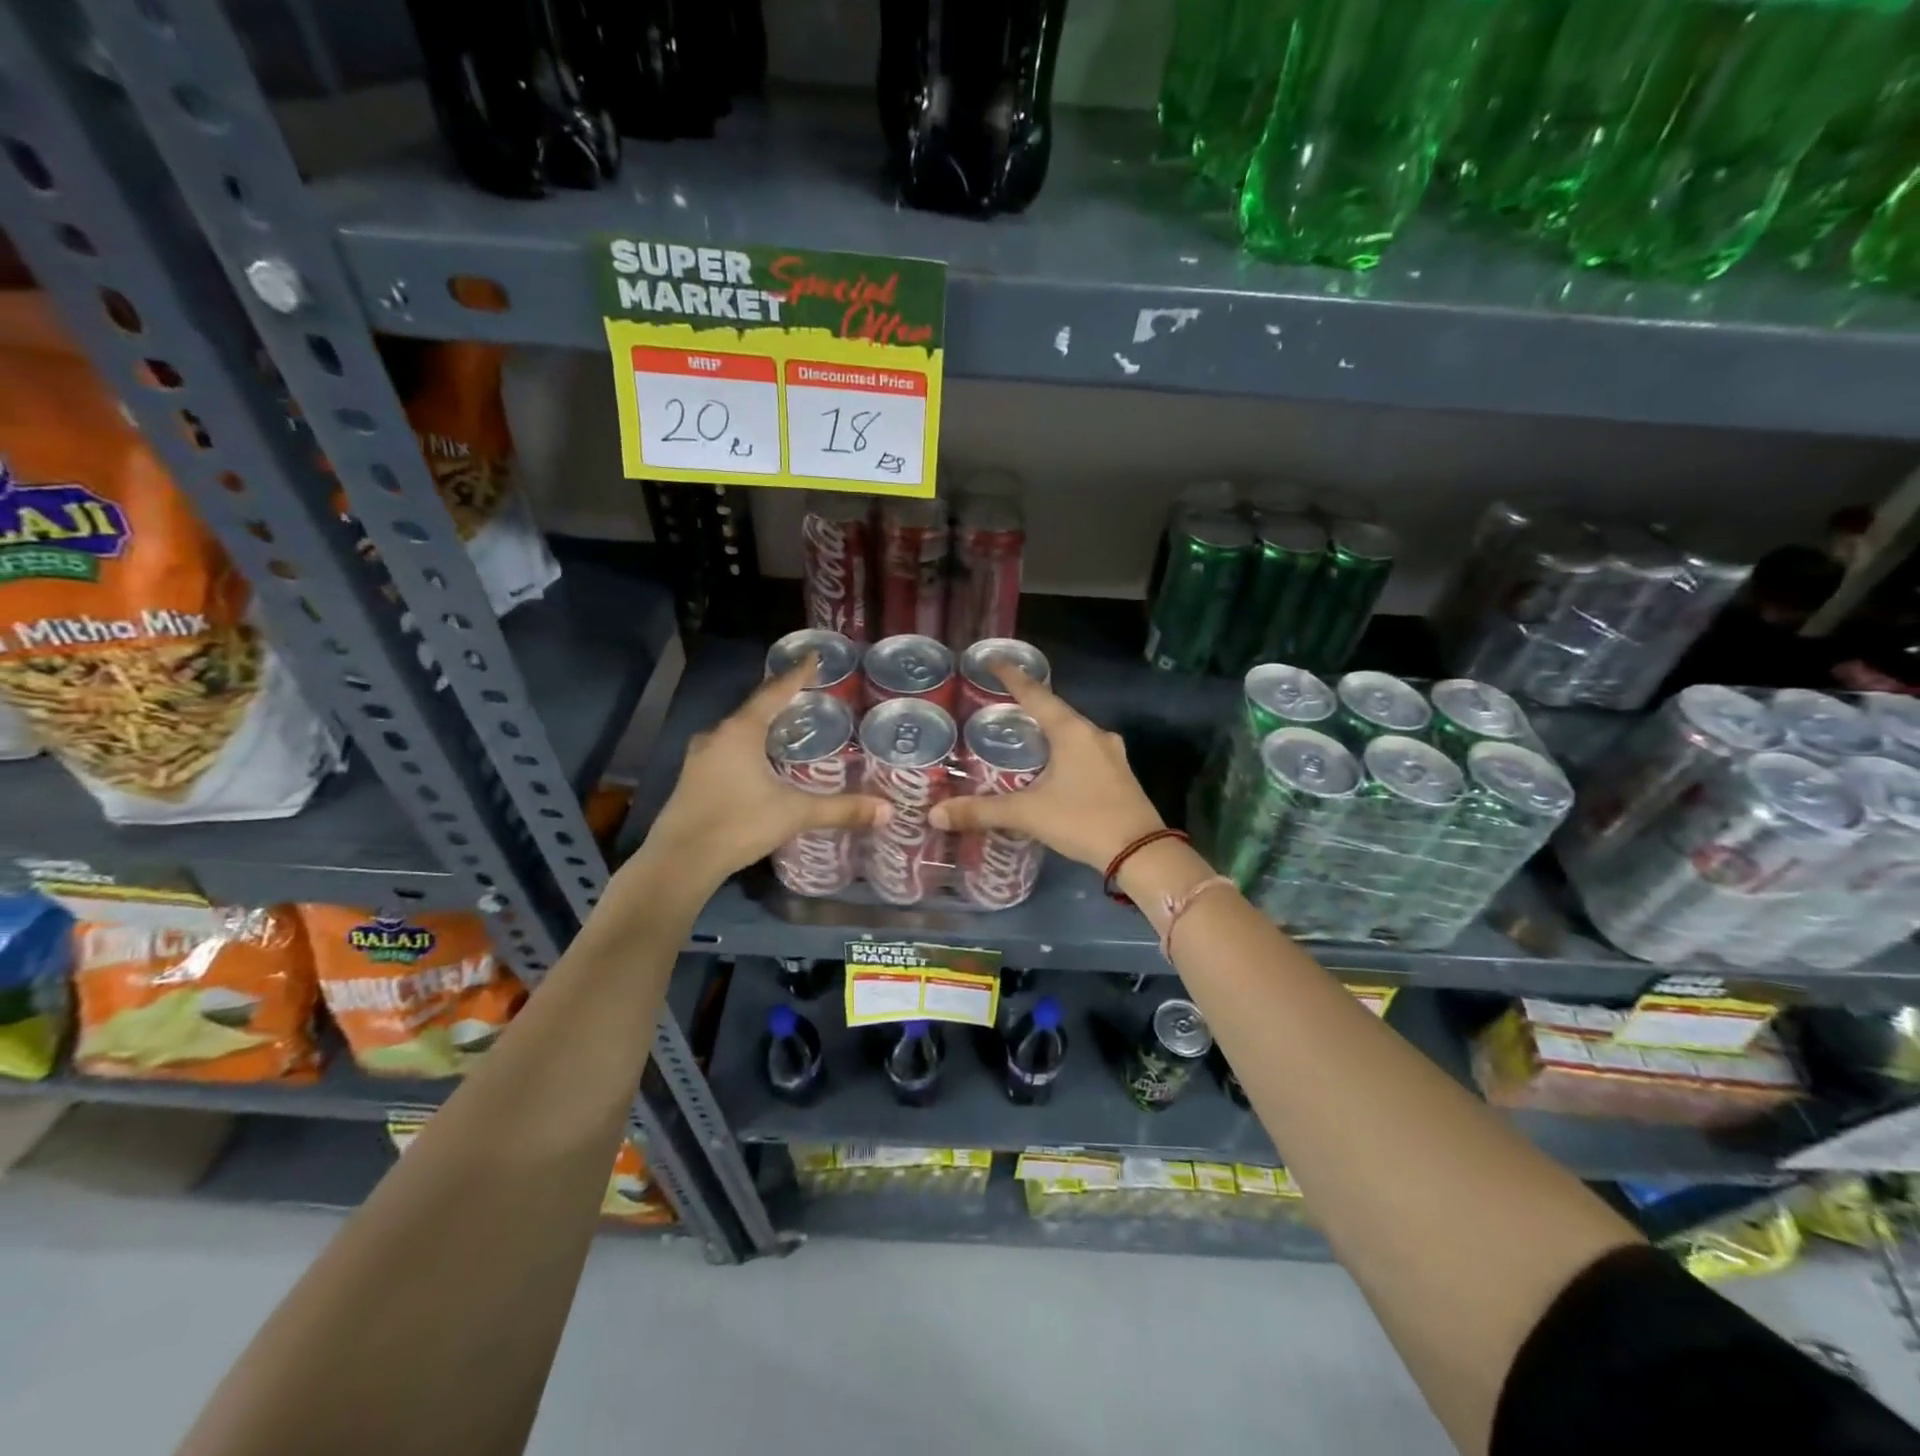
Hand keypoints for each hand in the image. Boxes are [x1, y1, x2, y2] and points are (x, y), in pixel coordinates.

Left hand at [638, 659, 889, 892]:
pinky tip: (760, 762)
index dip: (797, 675)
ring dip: (761, 727)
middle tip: (808, 698)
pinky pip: (726, 750)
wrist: (680, 862)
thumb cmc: (739, 824)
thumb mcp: (795, 813)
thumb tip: (886, 810)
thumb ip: (841, 809)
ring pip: (737, 731)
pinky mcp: (692, 779)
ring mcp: (699, 758)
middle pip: (754, 709)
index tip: (813, 657)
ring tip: (788, 728)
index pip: (774, 692)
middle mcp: (717, 736)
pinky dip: (747, 748)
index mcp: (741, 732)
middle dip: (780, 702)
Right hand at [930, 666, 1163, 870]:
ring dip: (1048, 730)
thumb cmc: (1082, 820)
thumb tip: (935, 814)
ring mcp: (1111, 753)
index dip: (1011, 676)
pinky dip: (1063, 750)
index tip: (993, 660)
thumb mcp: (1027, 814)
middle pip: (1055, 710)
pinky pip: (1084, 750)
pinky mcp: (1119, 773)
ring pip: (1072, 732)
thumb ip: (981, 811)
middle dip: (1028, 705)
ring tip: (1022, 736)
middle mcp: (1093, 734)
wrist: (1141, 852)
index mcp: (1071, 731)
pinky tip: (1052, 766)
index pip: (1035, 693)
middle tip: (999, 705)